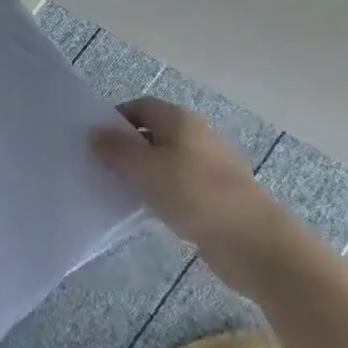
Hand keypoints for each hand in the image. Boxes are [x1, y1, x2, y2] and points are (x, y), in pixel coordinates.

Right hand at [92, 98, 296, 289]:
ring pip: (165, 162)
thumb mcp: (143, 168)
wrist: (251, 240)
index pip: (140, 106)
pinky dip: (161, 194)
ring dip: (143, 174)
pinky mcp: (215, 195)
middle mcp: (196, 135)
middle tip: (101, 168)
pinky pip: (179, 186)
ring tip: (120, 191)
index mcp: (179, 119)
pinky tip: (148, 211)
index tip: (96, 142)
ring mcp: (208, 166)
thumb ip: (116, 149)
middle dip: (127, 148)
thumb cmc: (192, 193)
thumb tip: (95, 132)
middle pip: (153, 133)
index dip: (116, 119)